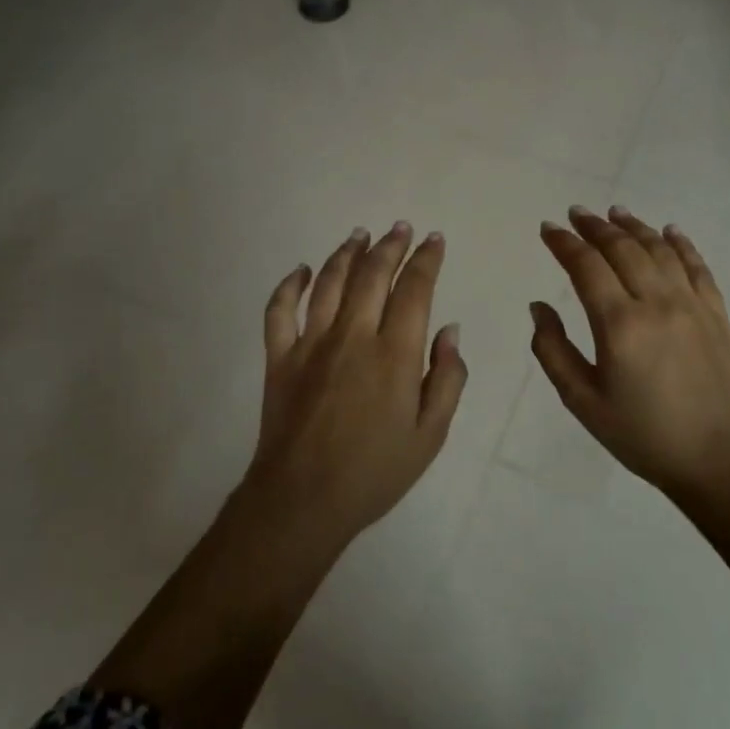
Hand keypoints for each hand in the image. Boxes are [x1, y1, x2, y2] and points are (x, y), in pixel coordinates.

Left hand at [247, 223, 467, 542]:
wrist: (303, 500)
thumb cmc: (375, 471)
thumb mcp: (430, 434)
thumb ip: (448, 378)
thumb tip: (450, 330)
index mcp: (394, 353)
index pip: (414, 289)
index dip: (426, 259)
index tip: (433, 240)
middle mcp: (353, 335)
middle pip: (372, 275)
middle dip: (390, 246)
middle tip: (401, 228)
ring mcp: (311, 343)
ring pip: (329, 281)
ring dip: (347, 253)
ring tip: (360, 235)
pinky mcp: (279, 357)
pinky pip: (280, 310)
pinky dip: (290, 284)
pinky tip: (301, 270)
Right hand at [531, 206, 729, 496]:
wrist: (717, 459)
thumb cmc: (642, 434)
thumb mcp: (582, 401)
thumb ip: (552, 350)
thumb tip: (539, 306)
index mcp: (620, 324)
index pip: (586, 267)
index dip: (564, 244)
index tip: (549, 228)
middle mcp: (657, 302)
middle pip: (623, 249)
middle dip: (595, 227)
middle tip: (576, 213)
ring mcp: (692, 304)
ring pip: (659, 250)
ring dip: (634, 226)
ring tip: (615, 212)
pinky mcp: (716, 313)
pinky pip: (698, 266)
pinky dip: (681, 244)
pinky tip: (670, 231)